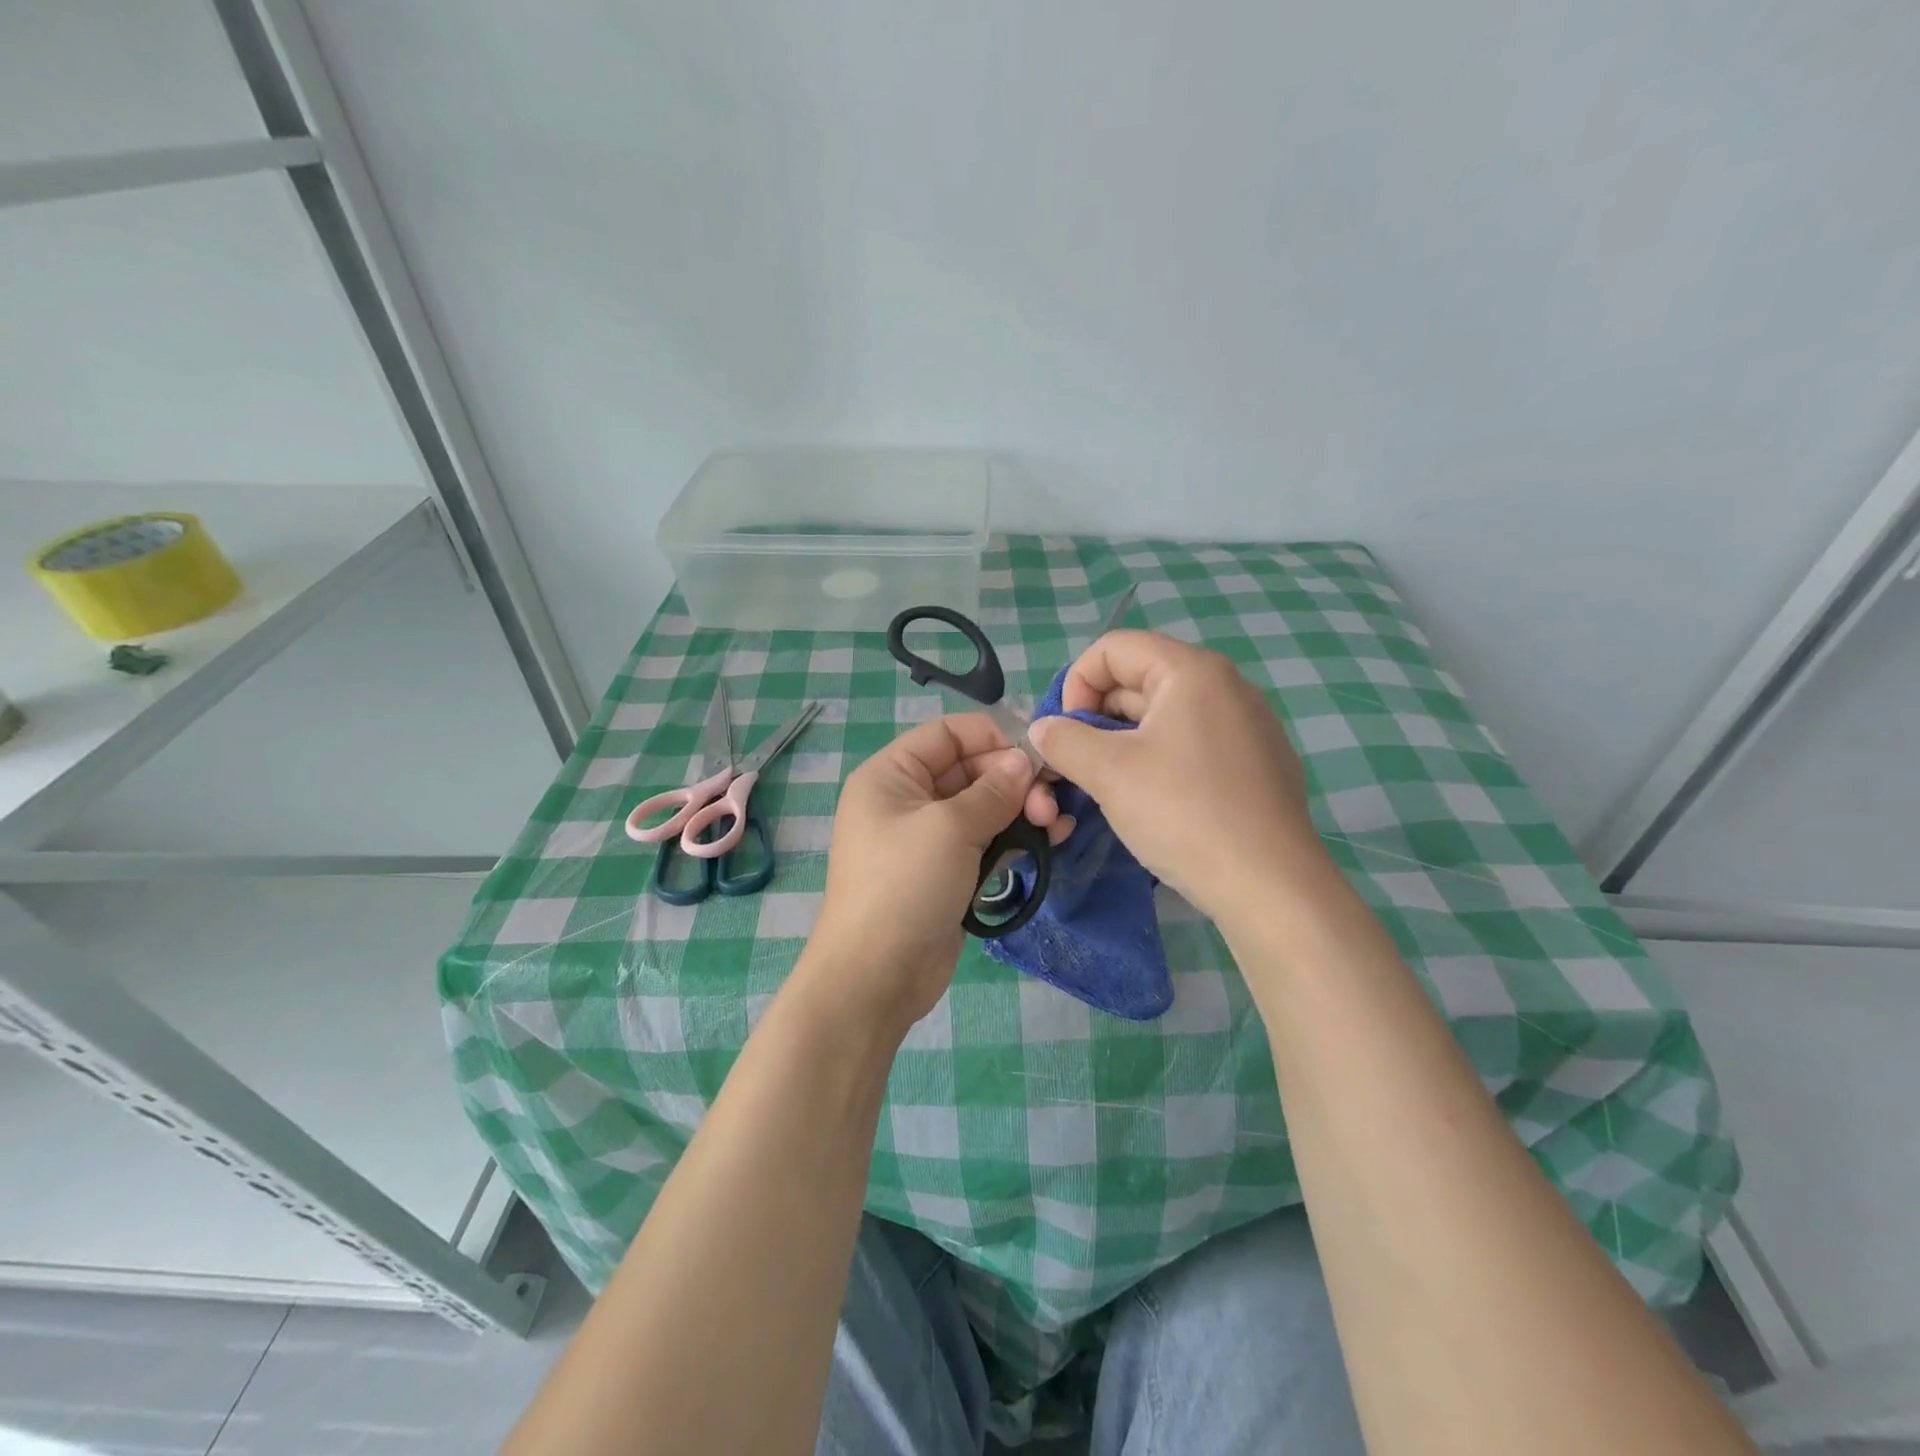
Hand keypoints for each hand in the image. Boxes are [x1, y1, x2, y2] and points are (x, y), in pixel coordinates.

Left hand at [802, 714, 1072, 1035]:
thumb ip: (993, 791)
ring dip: (1022, 809)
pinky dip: (1016, 837)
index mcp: (891, 775)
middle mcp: (908, 799)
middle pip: (970, 770)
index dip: (992, 737)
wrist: (878, 976)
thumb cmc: (904, 886)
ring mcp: (929, 838)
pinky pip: (987, 841)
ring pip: (984, 807)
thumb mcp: (949, 828)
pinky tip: (1051, 840)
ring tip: (1057, 823)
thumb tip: (1023, 762)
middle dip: (1014, 780)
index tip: (1036, 755)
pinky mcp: (949, 871)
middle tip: (1050, 803)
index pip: (947, 735)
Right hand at [1027, 630, 1323, 921]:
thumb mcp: (1108, 772)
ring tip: (1109, 785)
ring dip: (1124, 741)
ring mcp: (1248, 724)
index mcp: (1192, 671)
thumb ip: (1063, 740)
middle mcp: (1226, 685)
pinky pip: (1193, 741)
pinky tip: (1155, 800)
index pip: (1113, 648)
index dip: (1076, 684)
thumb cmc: (1183, 813)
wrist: (1269, 886)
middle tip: (1079, 765)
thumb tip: (1042, 729)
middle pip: (1139, 678)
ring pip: (1164, 714)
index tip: (1068, 734)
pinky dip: (1160, 758)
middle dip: (1096, 717)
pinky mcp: (1258, 761)